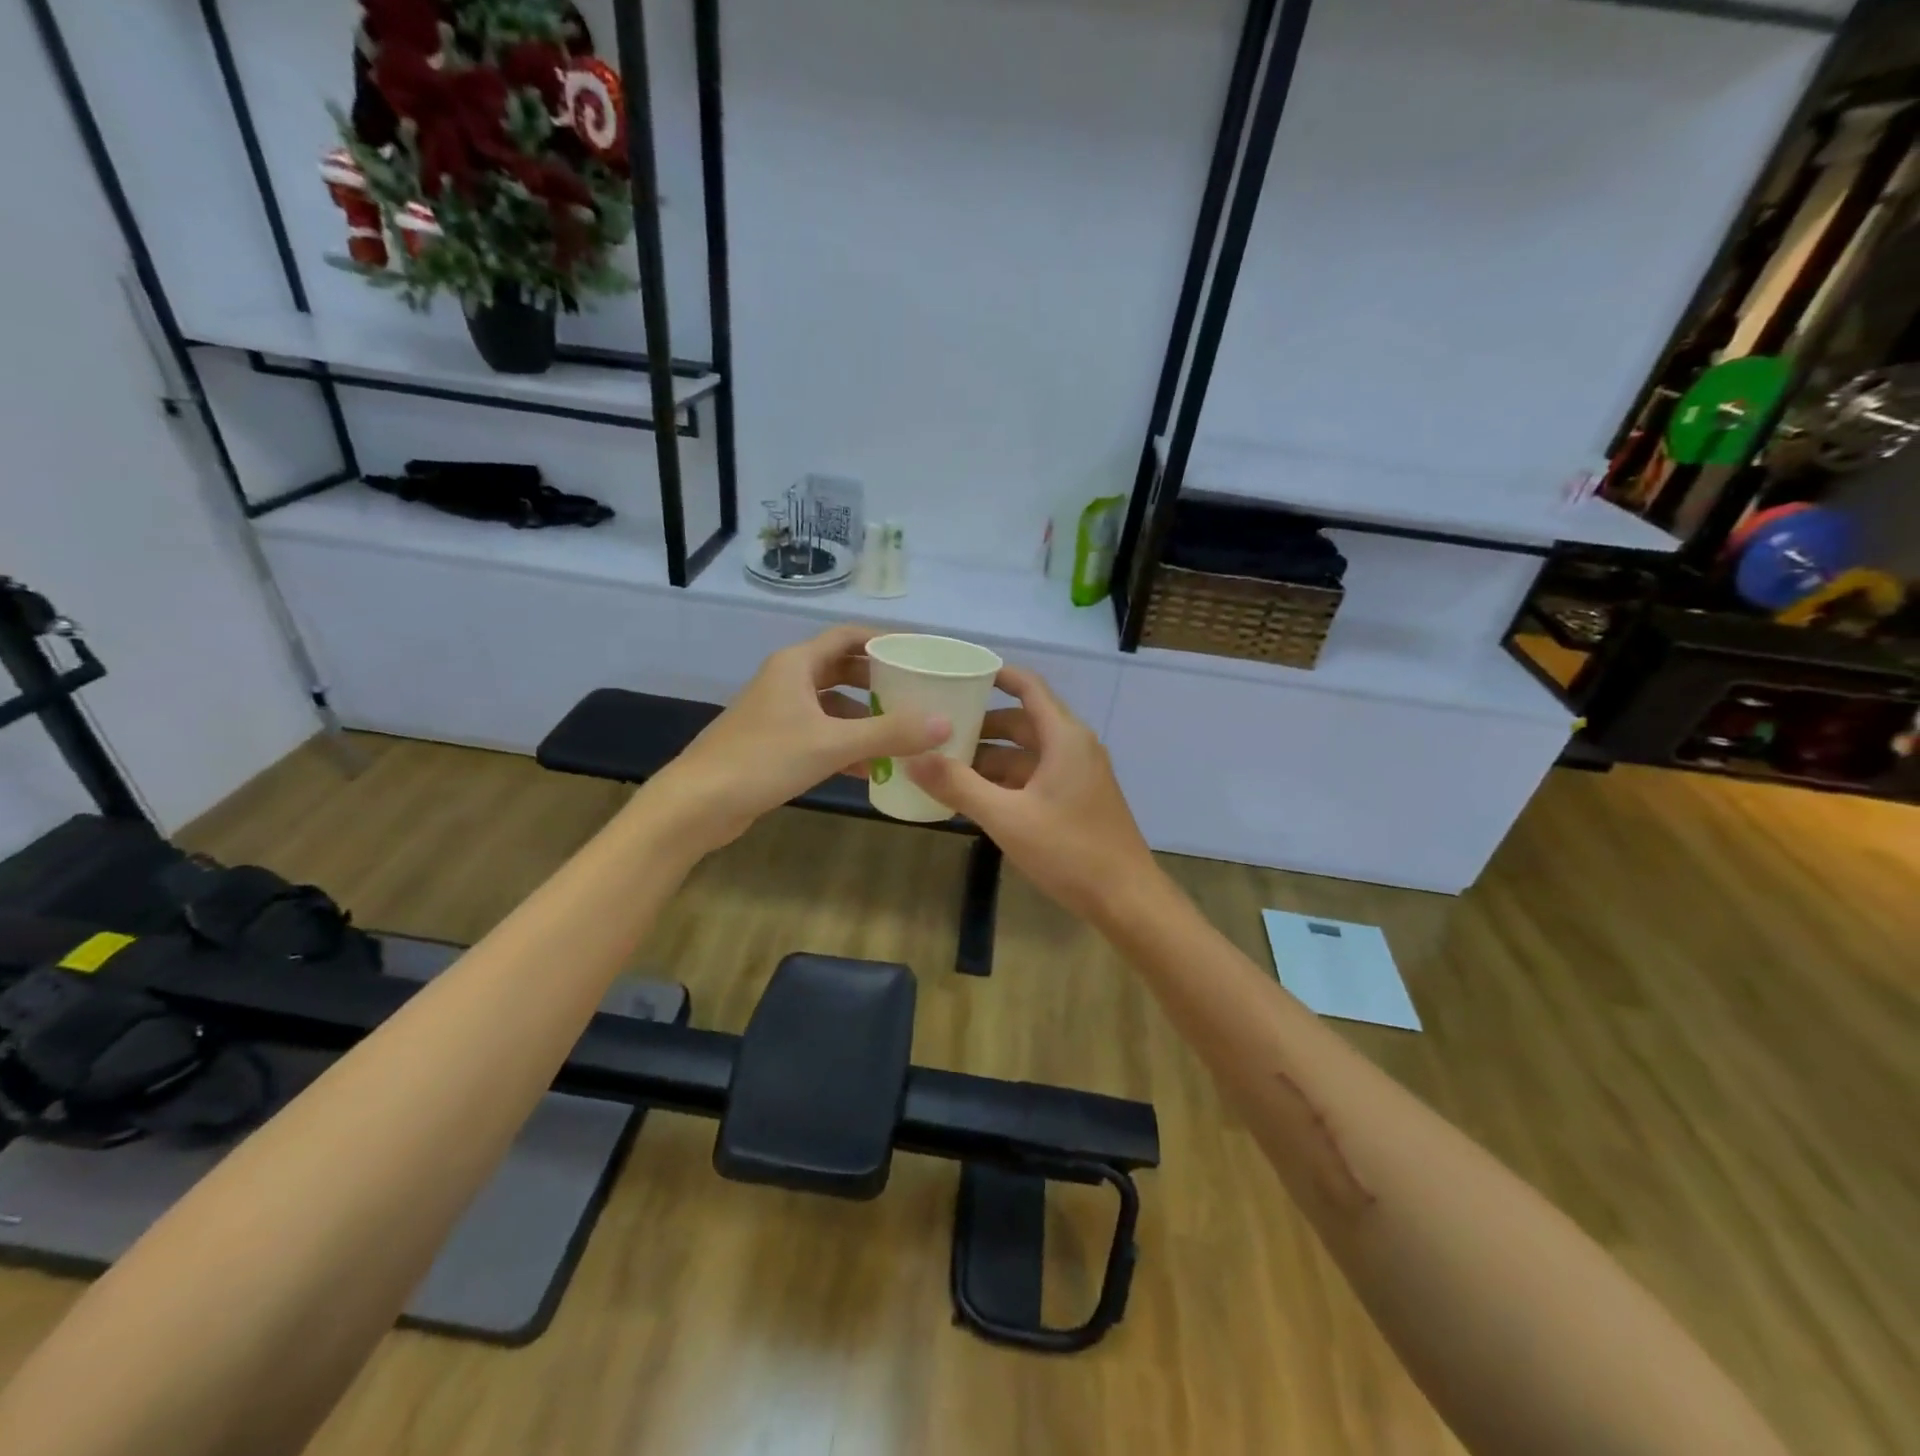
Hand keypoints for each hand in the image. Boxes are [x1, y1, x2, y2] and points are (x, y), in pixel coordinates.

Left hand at [653, 625, 948, 851]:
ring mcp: (778, 713)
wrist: (697, 804)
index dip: (883, 641)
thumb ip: (890, 733)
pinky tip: (872, 769)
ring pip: (832, 706)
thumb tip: (945, 723)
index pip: (847, 637)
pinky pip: (820, 735)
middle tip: (917, 694)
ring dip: (865, 718)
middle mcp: (787, 681)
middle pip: (841, 670)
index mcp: (796, 665)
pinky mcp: (774, 744)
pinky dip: (846, 745)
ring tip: (903, 733)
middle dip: (879, 682)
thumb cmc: (763, 760)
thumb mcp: (832, 744)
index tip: (918, 653)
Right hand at [906, 666, 1158, 924]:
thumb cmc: (1069, 850)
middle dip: (982, 725)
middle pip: (1023, 722)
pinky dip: (1006, 780)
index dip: (997, 675)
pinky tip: (975, 796)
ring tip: (945, 765)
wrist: (1126, 898)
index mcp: (1064, 737)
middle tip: (938, 727)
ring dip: (991, 757)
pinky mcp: (1077, 800)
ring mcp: (1078, 775)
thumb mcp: (1007, 817)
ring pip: (1027, 754)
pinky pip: (1035, 777)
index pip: (1029, 687)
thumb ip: (958, 786)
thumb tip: (912, 757)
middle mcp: (1074, 747)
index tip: (960, 673)